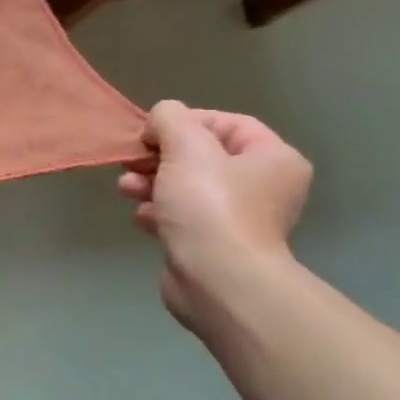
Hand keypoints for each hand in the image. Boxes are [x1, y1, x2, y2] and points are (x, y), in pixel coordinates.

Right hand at [118, 101, 311, 326]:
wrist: (217, 280)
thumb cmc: (209, 205)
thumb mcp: (186, 145)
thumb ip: (170, 118)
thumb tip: (160, 121)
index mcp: (272, 159)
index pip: (227, 123)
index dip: (184, 122)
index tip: (151, 134)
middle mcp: (263, 187)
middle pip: (201, 156)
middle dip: (159, 156)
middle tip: (131, 162)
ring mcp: (238, 218)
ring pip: (186, 186)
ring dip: (151, 183)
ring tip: (126, 190)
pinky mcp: (213, 245)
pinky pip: (181, 216)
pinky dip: (158, 212)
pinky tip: (141, 217)